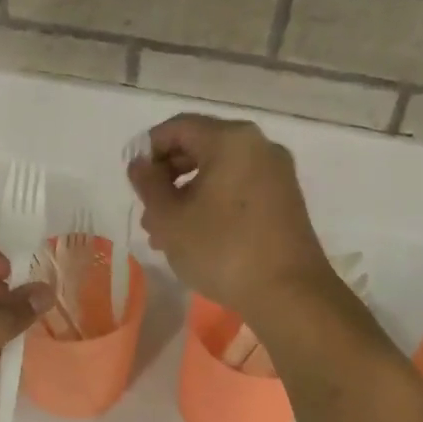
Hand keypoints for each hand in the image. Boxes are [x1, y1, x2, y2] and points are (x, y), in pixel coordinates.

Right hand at [128, 114, 332, 317]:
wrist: (289, 293)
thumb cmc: (222, 250)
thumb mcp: (170, 219)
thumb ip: (148, 185)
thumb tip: (140, 164)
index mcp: (231, 140)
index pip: (177, 128)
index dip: (148, 150)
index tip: (133, 182)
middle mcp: (258, 146)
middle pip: (199, 147)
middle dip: (167, 177)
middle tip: (148, 212)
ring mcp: (276, 173)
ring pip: (218, 172)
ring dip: (186, 195)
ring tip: (165, 234)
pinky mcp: (285, 199)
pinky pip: (238, 188)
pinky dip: (212, 203)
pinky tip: (196, 237)